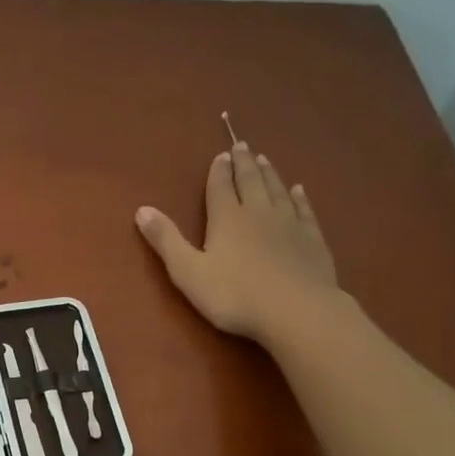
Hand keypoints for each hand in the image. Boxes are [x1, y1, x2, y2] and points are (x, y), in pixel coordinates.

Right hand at [135, 141, 343, 347]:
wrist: (296, 311)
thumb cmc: (234, 295)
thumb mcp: (188, 271)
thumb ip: (166, 240)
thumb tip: (142, 209)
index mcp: (227, 219)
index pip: (220, 187)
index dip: (218, 171)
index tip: (220, 155)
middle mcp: (258, 212)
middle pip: (250, 181)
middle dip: (244, 163)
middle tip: (242, 145)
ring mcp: (289, 224)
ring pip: (277, 190)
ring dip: (269, 174)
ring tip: (264, 159)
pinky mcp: (312, 239)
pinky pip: (304, 210)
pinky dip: (300, 197)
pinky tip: (299, 190)